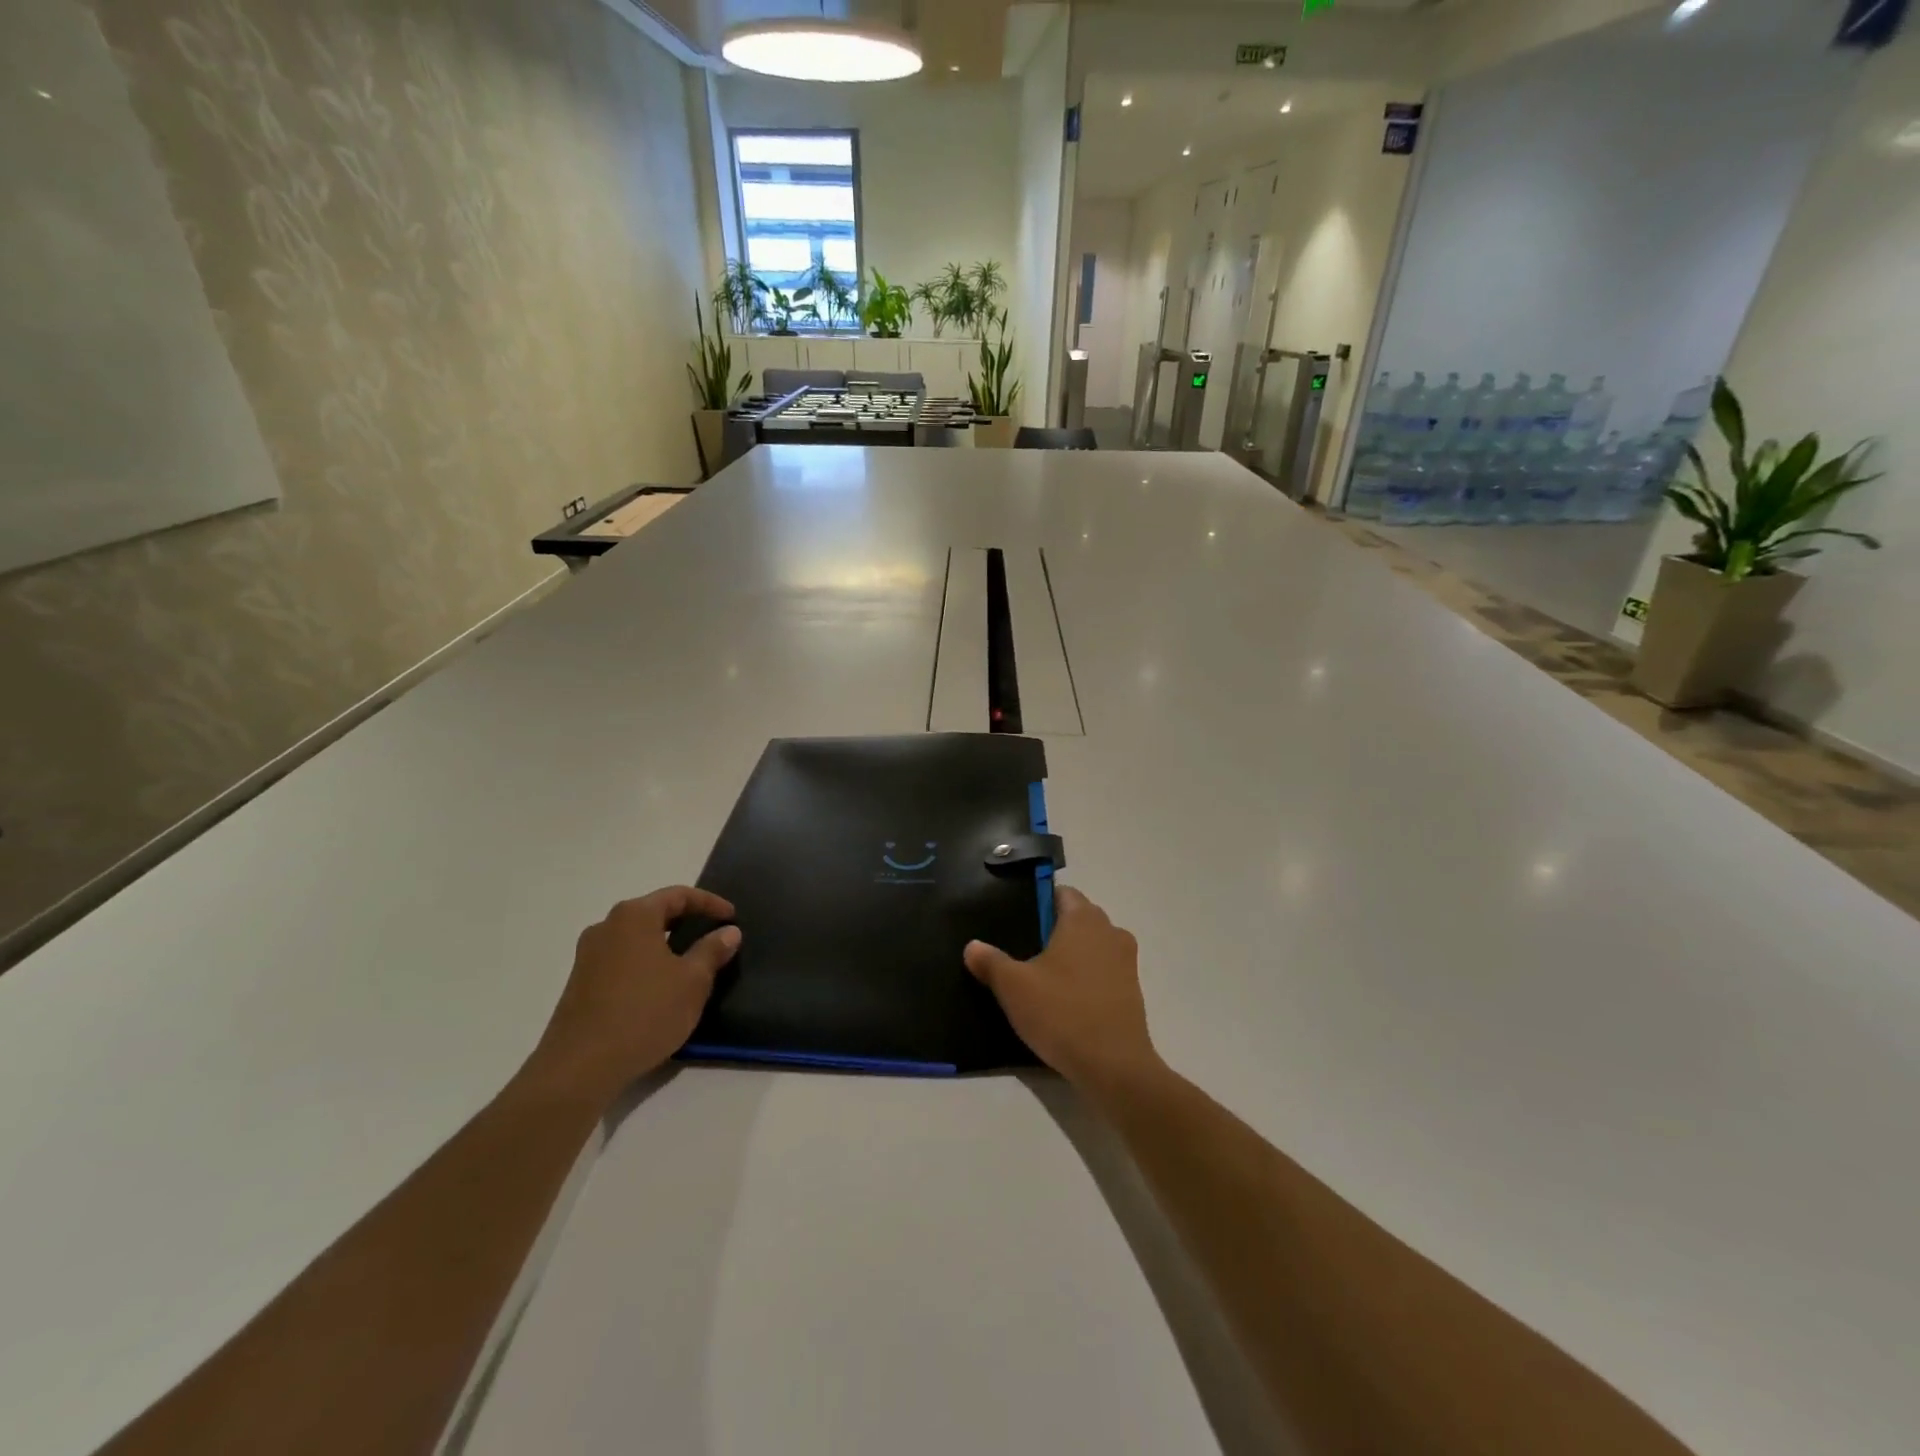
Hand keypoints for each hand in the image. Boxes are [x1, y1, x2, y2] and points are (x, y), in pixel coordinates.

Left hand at [525, 887, 740, 1104]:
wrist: (580, 1068)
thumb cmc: (645, 1013)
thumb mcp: (692, 981)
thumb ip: (712, 951)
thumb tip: (729, 931)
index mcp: (634, 916)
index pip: (678, 895)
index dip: (710, 903)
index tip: (732, 916)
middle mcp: (606, 927)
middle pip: (654, 913)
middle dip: (686, 921)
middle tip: (713, 935)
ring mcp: (588, 956)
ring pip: (636, 938)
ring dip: (665, 945)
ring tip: (691, 962)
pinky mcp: (580, 984)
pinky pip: (622, 960)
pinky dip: (646, 964)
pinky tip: (661, 988)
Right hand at [964, 887, 1164, 1100]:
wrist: (1113, 1066)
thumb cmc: (1061, 1013)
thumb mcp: (1013, 987)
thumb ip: (990, 961)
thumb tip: (972, 946)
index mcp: (1083, 919)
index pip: (1061, 893)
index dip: (1038, 902)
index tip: (1017, 922)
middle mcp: (1110, 931)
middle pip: (1078, 917)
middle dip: (1053, 928)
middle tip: (1023, 950)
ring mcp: (1126, 961)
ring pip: (1093, 945)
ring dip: (1072, 954)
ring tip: (1042, 976)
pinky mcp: (1132, 990)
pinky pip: (1104, 970)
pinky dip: (1086, 976)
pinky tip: (1065, 999)